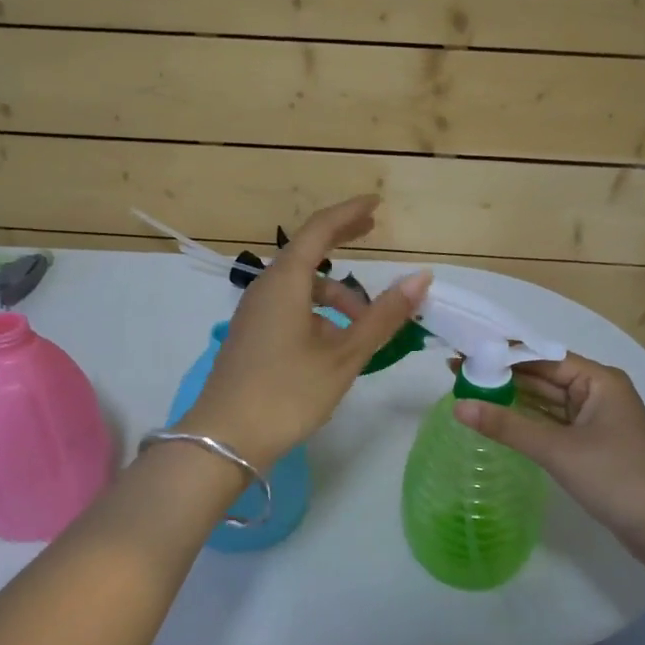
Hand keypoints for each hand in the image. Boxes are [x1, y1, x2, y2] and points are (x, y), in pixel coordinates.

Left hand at [179, 196, 430, 473]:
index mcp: (286, 282)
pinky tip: (335, 344)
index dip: (349, 213)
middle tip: (372, 230)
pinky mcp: (252, 335)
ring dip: (336, 295)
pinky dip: (318, 312)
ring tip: (366, 325)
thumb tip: (421, 278)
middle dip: (341, 240)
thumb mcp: (344, 356)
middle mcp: (266, 288)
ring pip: (302, 287)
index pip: (319, 230)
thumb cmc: (287, 393)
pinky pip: (290, 307)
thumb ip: (383, 316)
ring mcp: (255, 312)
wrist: (224, 440)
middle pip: (308, 252)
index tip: (376, 204)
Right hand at [455, 353, 644, 564]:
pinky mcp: (592, 443)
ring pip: (546, 401)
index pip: (541, 357)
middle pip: (542, 377)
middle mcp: (597, 391)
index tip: (464, 355)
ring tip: (469, 393)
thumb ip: (507, 426)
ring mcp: (596, 418)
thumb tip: (459, 406)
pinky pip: (553, 423)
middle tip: (458, 374)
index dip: (501, 356)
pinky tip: (498, 419)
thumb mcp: (558, 450)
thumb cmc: (616, 477)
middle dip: (503, 377)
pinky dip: (528, 421)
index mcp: (598, 379)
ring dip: (513, 399)